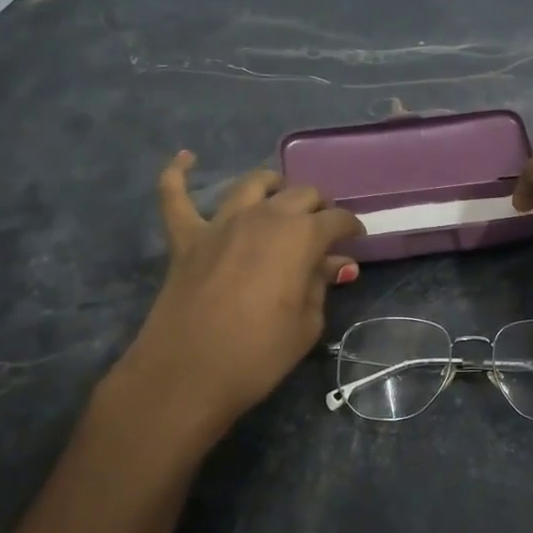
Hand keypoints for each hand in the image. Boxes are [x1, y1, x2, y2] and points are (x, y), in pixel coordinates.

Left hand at [125, 152, 364, 428]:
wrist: (187, 374)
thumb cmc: (258, 355)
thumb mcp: (307, 324)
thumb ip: (321, 284)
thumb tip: (337, 263)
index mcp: (301, 236)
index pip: (336, 220)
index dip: (351, 227)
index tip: (356, 239)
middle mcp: (264, 216)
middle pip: (300, 194)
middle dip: (318, 207)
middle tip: (322, 228)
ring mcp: (221, 223)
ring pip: (252, 184)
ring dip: (272, 185)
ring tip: (280, 196)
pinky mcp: (186, 237)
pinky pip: (175, 196)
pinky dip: (178, 174)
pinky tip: (185, 158)